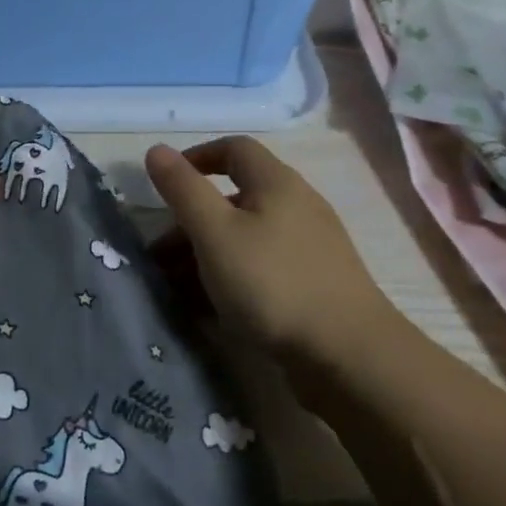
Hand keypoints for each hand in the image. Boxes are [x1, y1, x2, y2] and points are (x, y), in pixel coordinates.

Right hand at [145, 136, 398, 375]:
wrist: (348, 356)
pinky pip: (261, 268)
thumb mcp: (215, 233)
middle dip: (191, 222)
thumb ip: (183, 190)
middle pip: (235, 198)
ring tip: (174, 288)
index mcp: (277, 183)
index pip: (234, 149)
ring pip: (246, 238)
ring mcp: (309, 248)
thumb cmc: (273, 283)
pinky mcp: (314, 284)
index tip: (165, 185)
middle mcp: (297, 206)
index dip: (196, 158)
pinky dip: (231, 278)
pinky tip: (209, 309)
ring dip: (206, 255)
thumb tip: (157, 150)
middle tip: (158, 255)